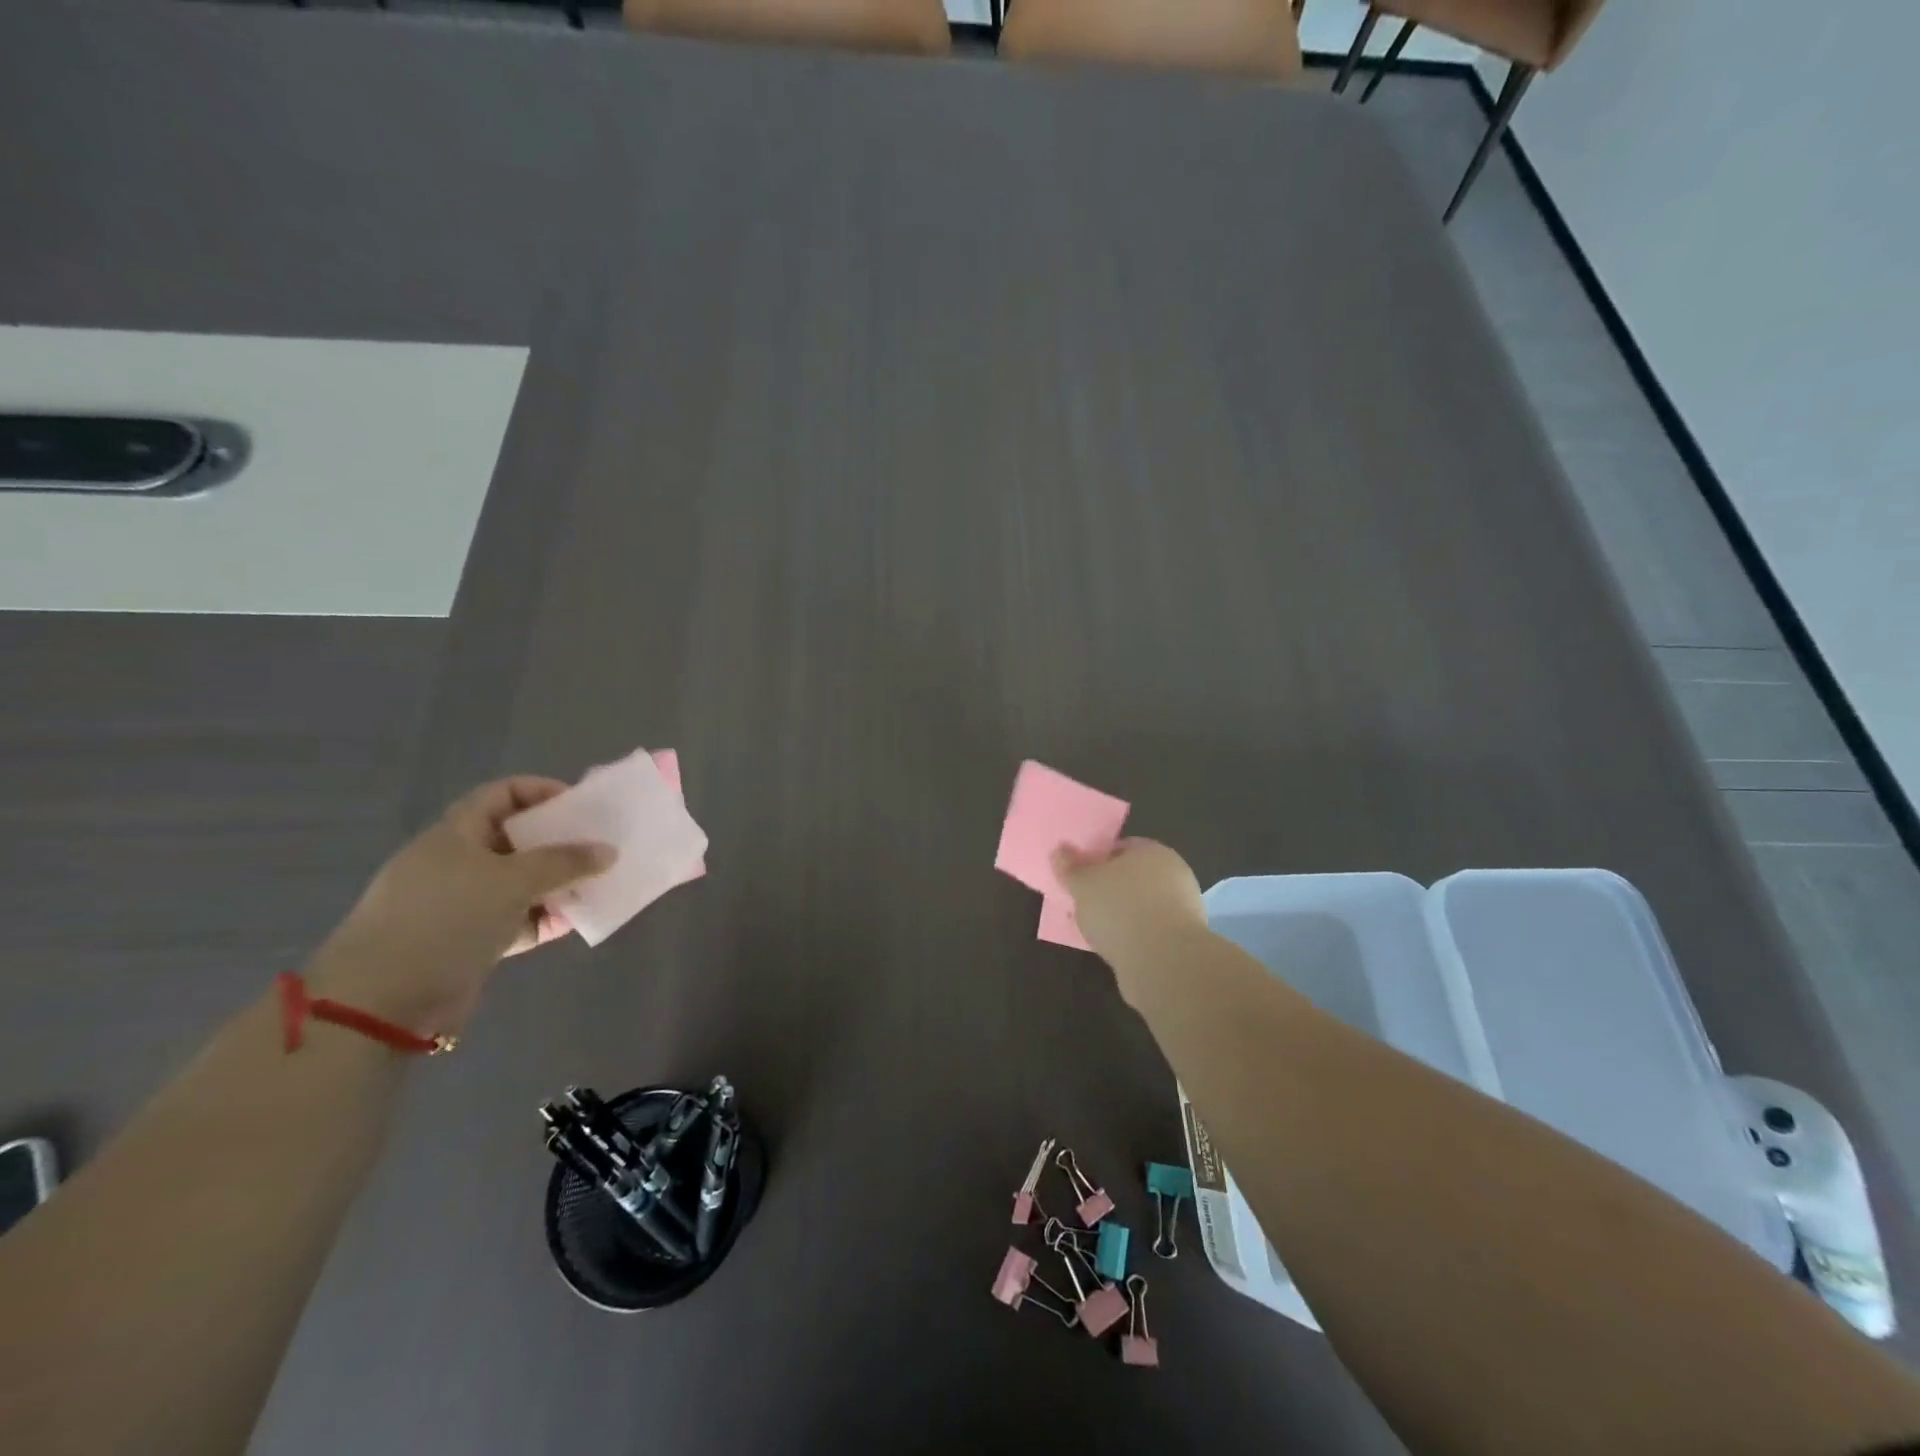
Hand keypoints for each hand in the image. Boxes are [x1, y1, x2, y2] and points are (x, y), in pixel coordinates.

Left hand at [306, 778, 615, 1036]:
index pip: (502, 794)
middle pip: (516, 839)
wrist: (382, 1000)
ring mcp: (461, 903)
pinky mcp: (469, 940)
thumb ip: (565, 862)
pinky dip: (544, 918)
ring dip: (558, 883)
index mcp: (456, 833)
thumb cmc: (447, 918)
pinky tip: (574, 922)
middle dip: (559, 841)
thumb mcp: (513, 881)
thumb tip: (609, 851)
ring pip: (520, 882)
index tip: (581, 806)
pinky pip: (517, 919)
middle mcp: (457, 862)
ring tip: (597, 886)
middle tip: (598, 846)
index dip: (542, 791)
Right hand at [1051, 838, 1206, 973]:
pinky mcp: (1183, 939)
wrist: (1164, 962)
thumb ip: (1070, 867)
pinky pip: (1150, 930)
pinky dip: (1133, 936)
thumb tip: (1060, 851)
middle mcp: (1174, 873)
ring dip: (1121, 915)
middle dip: (1109, 889)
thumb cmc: (1120, 909)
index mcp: (1153, 851)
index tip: (1079, 877)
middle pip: (1132, 877)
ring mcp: (1183, 908)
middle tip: (1084, 903)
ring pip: (1142, 905)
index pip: (1121, 847)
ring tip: (1095, 929)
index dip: (1097, 860)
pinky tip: (1115, 948)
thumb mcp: (1083, 884)